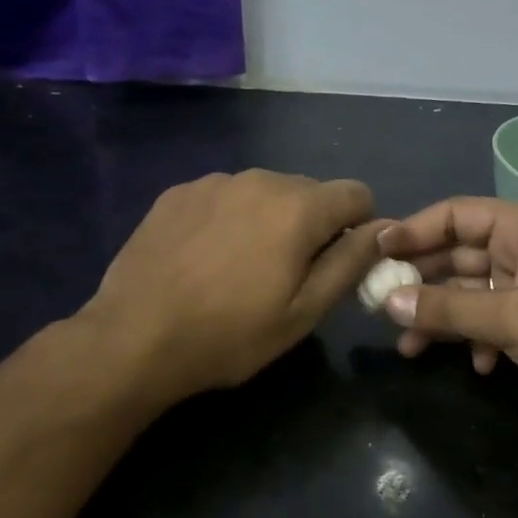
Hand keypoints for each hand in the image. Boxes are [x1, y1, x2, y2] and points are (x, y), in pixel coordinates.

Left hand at [83, 170, 384, 406]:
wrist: (134, 338)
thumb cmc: (229, 334)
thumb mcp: (303, 312)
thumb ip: (350, 263)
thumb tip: (383, 229)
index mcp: (298, 207)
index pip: (357, 194)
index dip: (360, 228)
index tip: (339, 264)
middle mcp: (259, 179)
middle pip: (310, 193)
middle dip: (312, 226)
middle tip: (287, 276)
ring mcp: (213, 182)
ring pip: (265, 193)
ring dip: (269, 221)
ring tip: (241, 269)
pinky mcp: (178, 193)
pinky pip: (225, 197)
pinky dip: (230, 220)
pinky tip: (205, 259)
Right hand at [376, 197, 517, 441]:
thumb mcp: (514, 320)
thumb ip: (449, 309)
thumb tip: (389, 301)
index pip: (460, 215)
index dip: (416, 230)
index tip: (377, 252)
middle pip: (461, 255)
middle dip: (422, 279)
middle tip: (379, 303)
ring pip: (473, 295)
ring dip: (442, 317)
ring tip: (408, 345)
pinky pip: (493, 324)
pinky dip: (476, 341)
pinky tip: (473, 365)